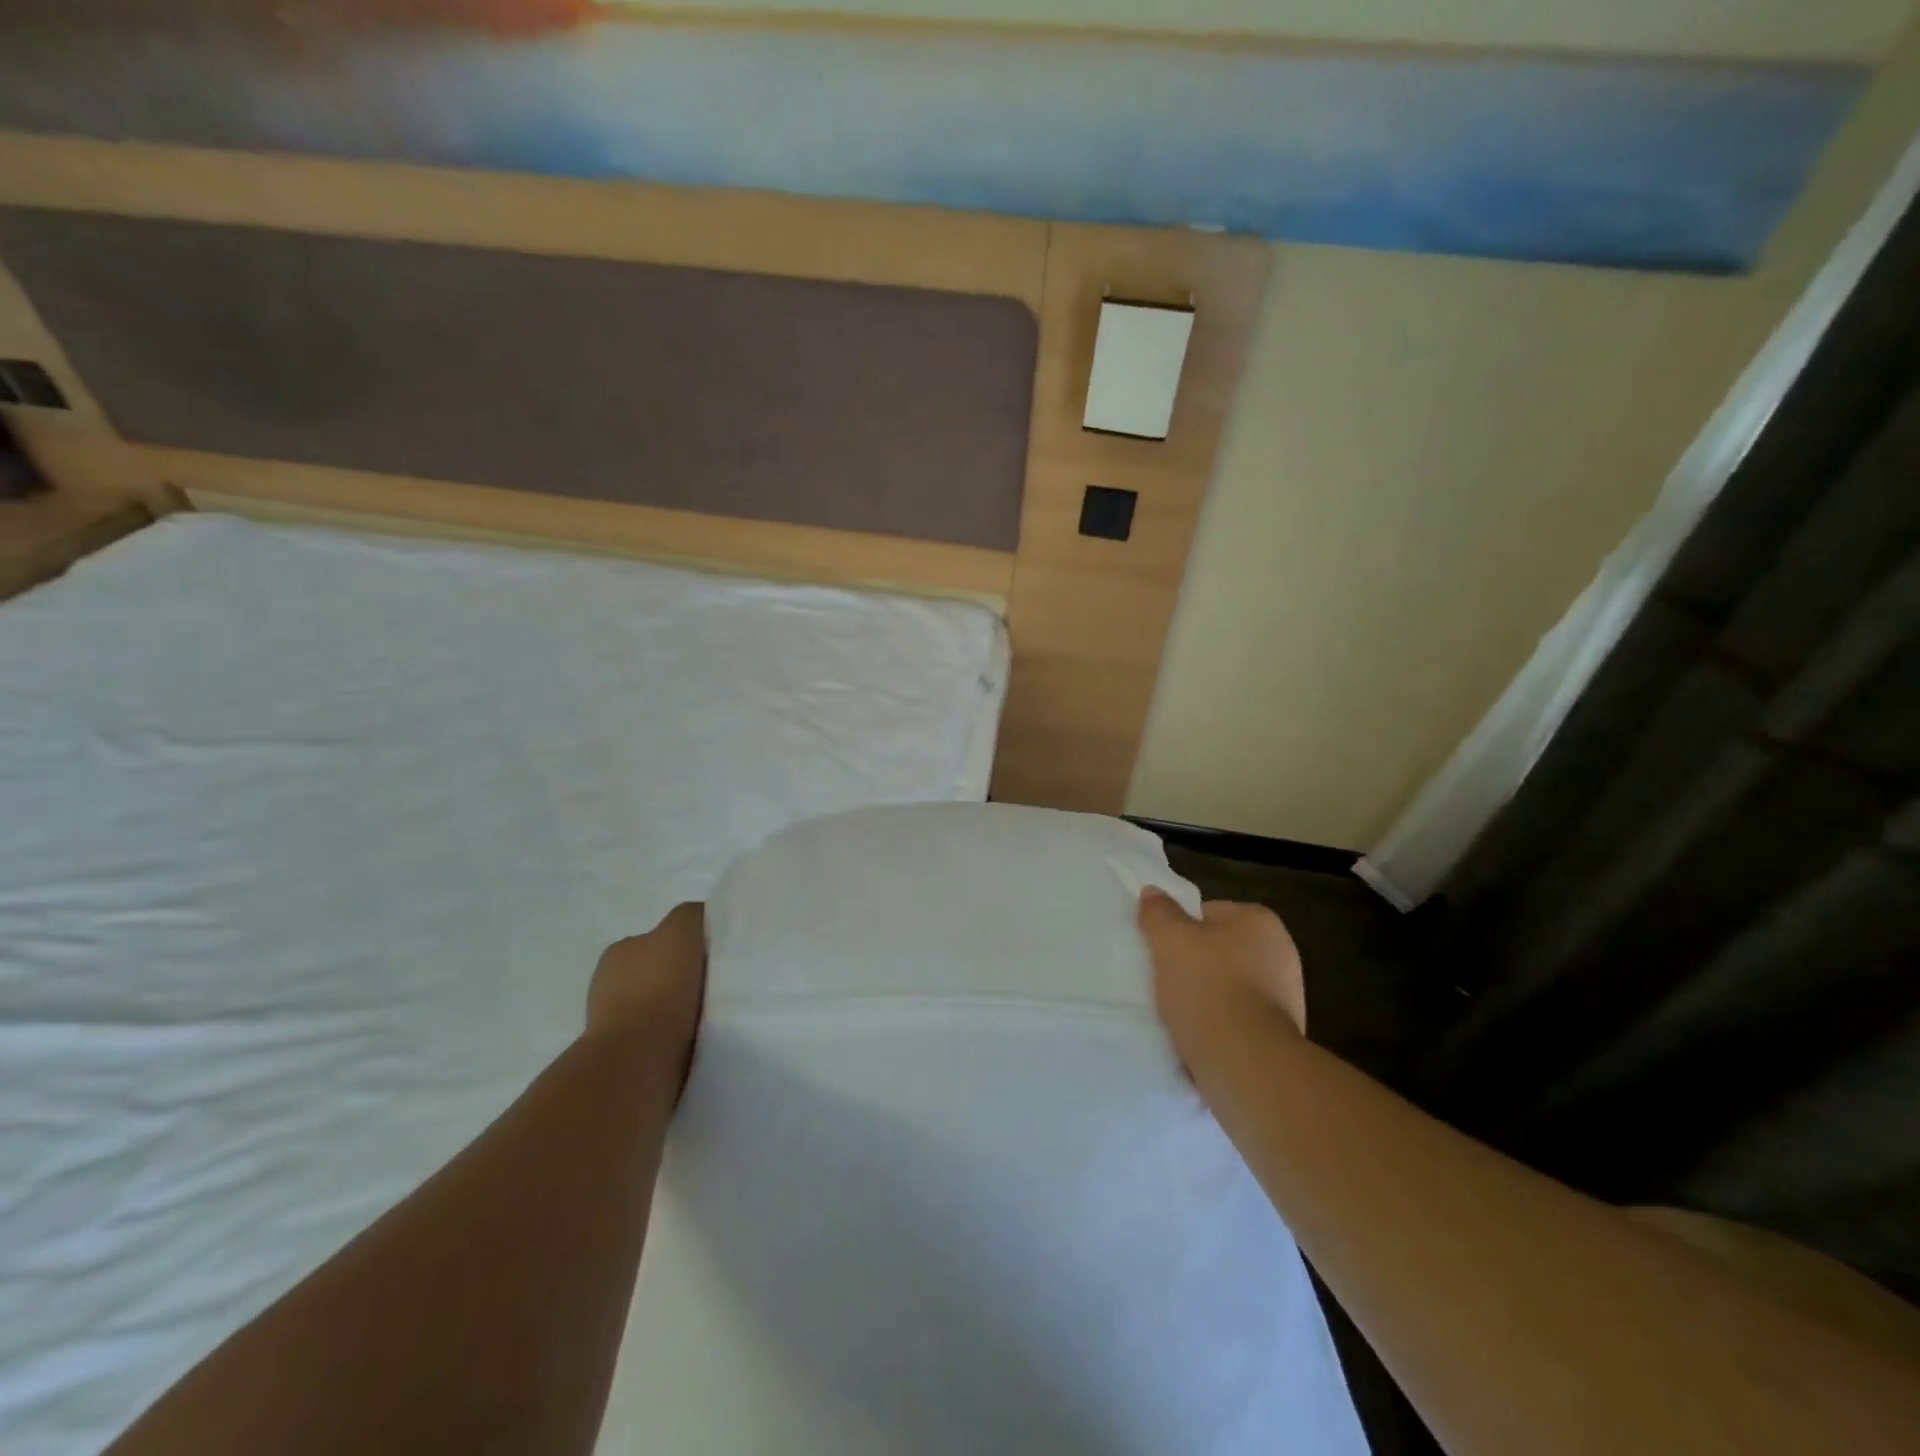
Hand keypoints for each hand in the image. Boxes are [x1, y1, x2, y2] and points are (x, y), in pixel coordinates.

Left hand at [586, 903, 706, 1087]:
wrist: (637, 1062)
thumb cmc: (660, 989)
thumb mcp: (682, 930)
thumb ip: (693, 916)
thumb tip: (704, 919)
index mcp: (620, 951)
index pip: (661, 939)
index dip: (690, 945)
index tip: (715, 957)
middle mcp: (609, 983)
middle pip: (660, 972)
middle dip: (684, 979)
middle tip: (719, 987)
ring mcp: (612, 1024)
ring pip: (660, 1008)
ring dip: (681, 1012)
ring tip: (712, 1018)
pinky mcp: (624, 1060)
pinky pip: (660, 1039)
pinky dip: (676, 1039)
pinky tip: (697, 1041)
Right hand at [1138, 889, 1306, 1069]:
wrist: (1245, 1062)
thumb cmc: (1208, 987)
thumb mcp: (1170, 939)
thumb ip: (1158, 912)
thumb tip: (1153, 893)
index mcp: (1260, 921)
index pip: (1208, 912)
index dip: (1179, 929)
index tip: (1161, 950)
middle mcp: (1281, 953)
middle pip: (1218, 950)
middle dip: (1193, 963)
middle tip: (1164, 979)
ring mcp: (1285, 997)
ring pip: (1226, 986)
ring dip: (1204, 996)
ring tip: (1176, 1012)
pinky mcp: (1279, 1035)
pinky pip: (1236, 1019)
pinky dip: (1217, 1024)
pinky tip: (1196, 1035)